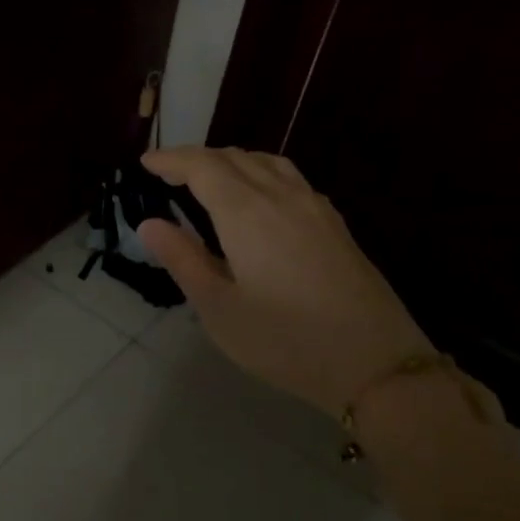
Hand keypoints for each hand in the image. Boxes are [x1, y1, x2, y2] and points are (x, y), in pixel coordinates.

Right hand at [137, 146, 430, 414]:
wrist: (374, 362)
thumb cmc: (283, 340)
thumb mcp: (218, 308)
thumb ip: (184, 260)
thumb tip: (149, 224)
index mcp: (247, 213)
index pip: (203, 167)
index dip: (172, 160)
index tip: (145, 162)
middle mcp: (282, 197)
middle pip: (236, 158)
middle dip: (198, 158)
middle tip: (168, 173)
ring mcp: (315, 208)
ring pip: (268, 163)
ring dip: (232, 161)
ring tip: (210, 178)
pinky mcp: (335, 225)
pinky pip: (290, 179)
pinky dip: (261, 174)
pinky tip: (259, 198)